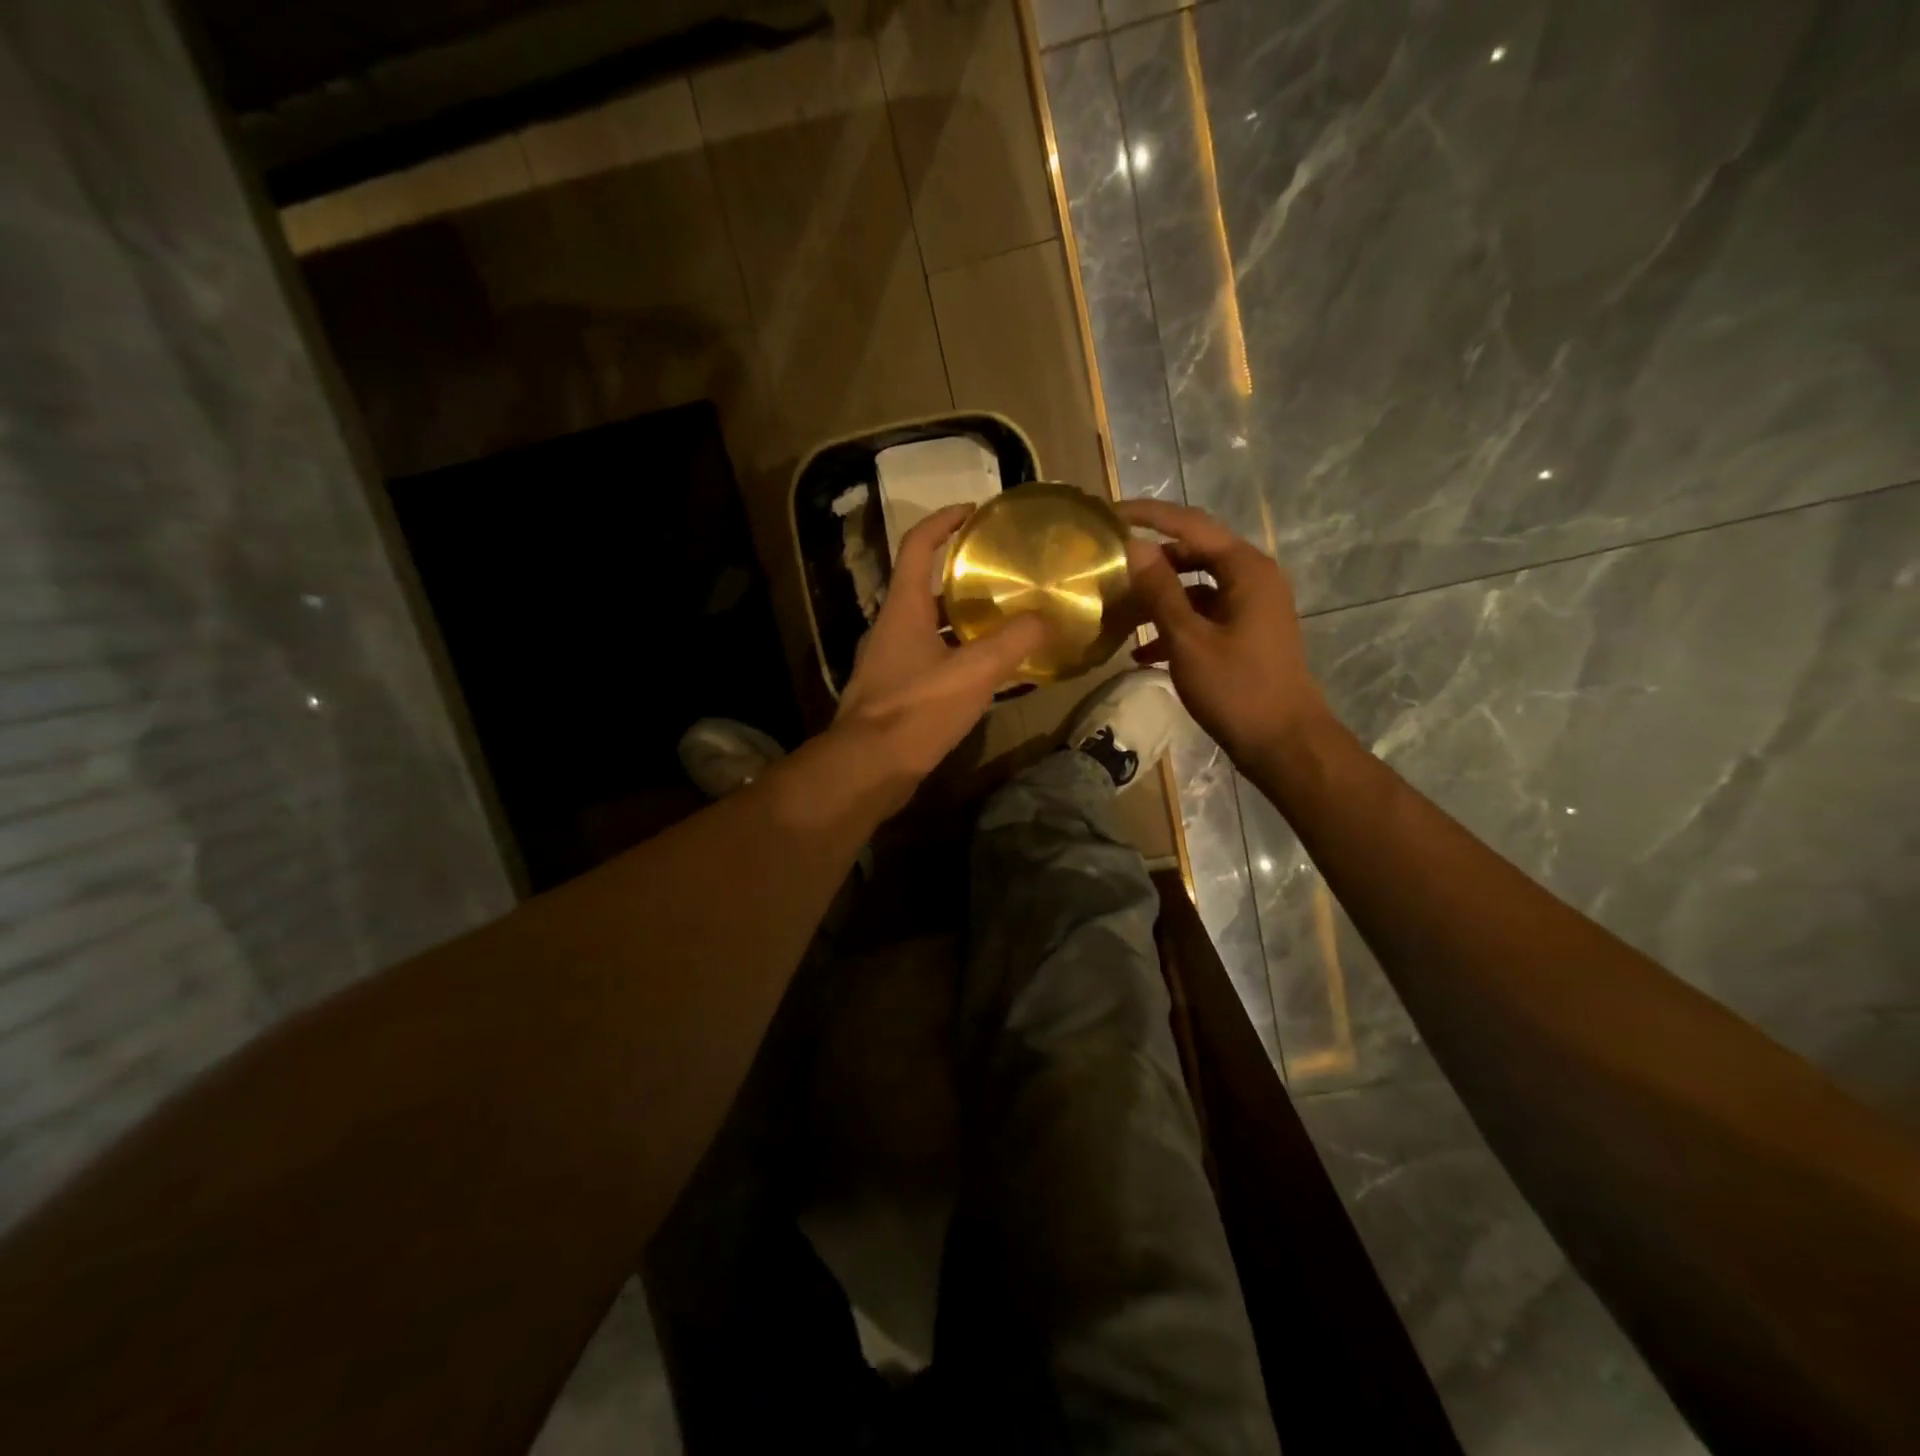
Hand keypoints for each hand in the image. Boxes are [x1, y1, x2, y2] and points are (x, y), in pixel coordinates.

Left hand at [833, 504, 1044, 798]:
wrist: (869, 768)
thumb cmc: (916, 710)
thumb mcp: (974, 672)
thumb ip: (1013, 642)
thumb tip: (1048, 618)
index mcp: (902, 608)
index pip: (917, 546)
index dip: (943, 521)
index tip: (973, 511)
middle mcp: (891, 627)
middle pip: (926, 587)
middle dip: (963, 577)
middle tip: (1004, 575)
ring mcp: (890, 662)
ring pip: (931, 627)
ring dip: (964, 620)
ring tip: (1006, 621)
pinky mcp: (895, 692)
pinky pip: (931, 659)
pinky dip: (959, 655)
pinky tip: (988, 671)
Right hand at [1118, 498, 1329, 765]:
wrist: (1284, 743)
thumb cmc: (1236, 689)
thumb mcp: (1189, 639)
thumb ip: (1160, 590)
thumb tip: (1134, 547)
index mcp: (1246, 569)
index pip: (1190, 524)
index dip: (1148, 516)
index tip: (1108, 515)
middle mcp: (1253, 578)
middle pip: (1194, 552)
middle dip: (1151, 560)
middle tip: (1109, 566)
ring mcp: (1251, 607)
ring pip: (1196, 587)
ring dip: (1158, 598)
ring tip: (1119, 613)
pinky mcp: (1246, 633)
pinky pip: (1204, 616)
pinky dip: (1175, 625)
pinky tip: (1142, 652)